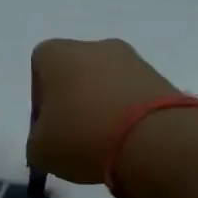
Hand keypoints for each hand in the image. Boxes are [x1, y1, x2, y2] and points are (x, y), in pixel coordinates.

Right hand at [27, 38, 179, 183]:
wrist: (151, 139)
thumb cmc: (82, 136)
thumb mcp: (40, 151)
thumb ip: (37, 140)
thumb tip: (50, 139)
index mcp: (57, 54)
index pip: (39, 67)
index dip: (40, 98)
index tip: (48, 126)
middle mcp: (95, 46)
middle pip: (76, 73)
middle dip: (73, 102)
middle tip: (74, 137)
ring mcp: (132, 59)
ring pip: (106, 84)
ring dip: (102, 109)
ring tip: (104, 144)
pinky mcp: (159, 78)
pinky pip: (132, 97)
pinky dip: (127, 116)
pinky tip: (127, 143)